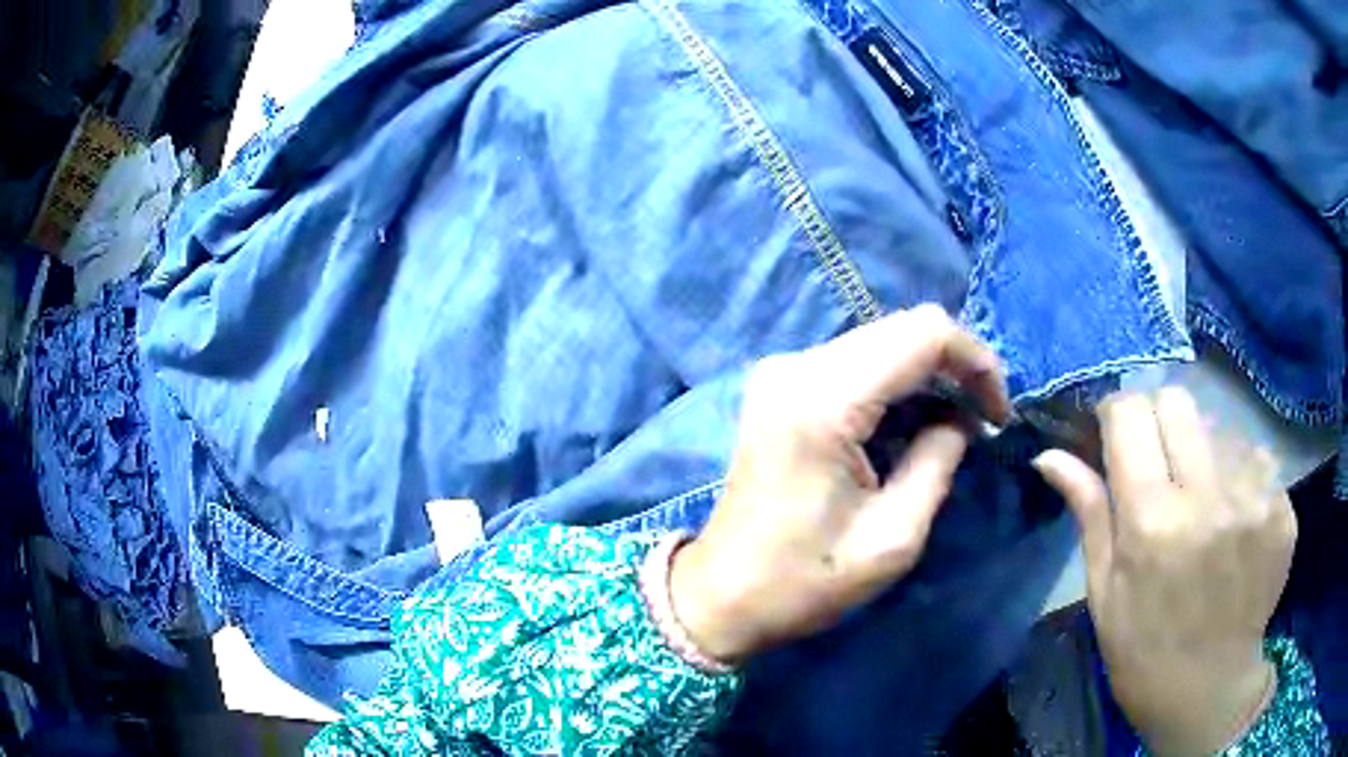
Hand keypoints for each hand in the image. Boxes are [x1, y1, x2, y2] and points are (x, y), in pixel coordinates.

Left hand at [668, 305, 1009, 662]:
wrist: (721, 595)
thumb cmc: (804, 580)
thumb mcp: (892, 537)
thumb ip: (939, 461)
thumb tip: (962, 418)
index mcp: (824, 401)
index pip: (924, 333)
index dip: (976, 361)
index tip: (999, 412)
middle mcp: (798, 367)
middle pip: (903, 328)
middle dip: (955, 365)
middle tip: (984, 418)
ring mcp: (782, 372)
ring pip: (881, 340)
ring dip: (927, 373)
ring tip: (957, 424)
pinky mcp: (779, 386)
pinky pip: (855, 361)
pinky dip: (896, 382)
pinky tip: (913, 422)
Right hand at [1034, 389, 1295, 755]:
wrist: (1210, 690)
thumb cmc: (1145, 652)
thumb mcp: (1105, 594)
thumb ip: (1089, 513)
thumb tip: (1050, 455)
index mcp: (1152, 523)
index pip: (1130, 414)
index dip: (1116, 414)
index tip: (1115, 434)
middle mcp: (1208, 497)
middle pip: (1178, 400)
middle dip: (1158, 418)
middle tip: (1158, 462)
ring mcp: (1254, 498)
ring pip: (1218, 425)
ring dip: (1202, 451)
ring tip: (1201, 502)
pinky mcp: (1281, 506)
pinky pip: (1255, 456)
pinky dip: (1237, 474)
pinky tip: (1233, 517)